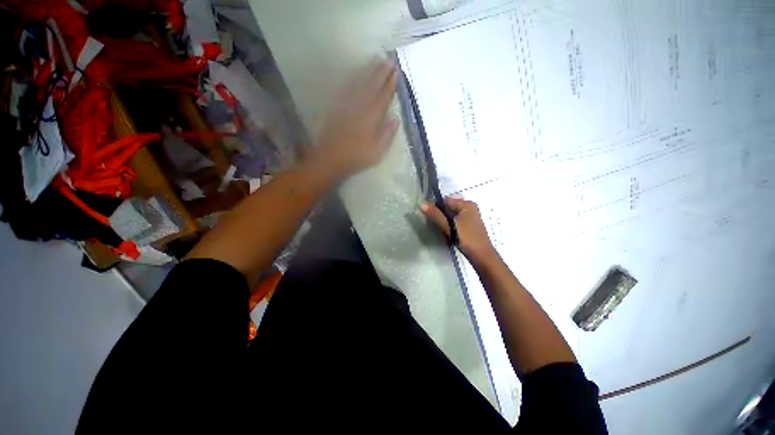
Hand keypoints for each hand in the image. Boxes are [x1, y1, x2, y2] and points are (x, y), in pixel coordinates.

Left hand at [313, 59, 398, 178]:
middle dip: (381, 72)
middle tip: (389, 59)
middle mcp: (360, 107)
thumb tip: (396, 119)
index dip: (390, 84)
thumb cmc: (357, 157)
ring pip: (359, 83)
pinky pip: (346, 89)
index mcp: (371, 118)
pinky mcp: (337, 107)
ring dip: (368, 71)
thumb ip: (387, 135)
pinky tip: (356, 74)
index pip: (383, 97)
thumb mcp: (377, 152)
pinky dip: (353, 79)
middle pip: (372, 86)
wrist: (331, 158)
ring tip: (376, 60)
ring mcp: (347, 105)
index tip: (396, 72)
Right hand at [421, 198, 497, 263]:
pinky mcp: (469, 225)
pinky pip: (456, 220)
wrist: (482, 256)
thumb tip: (421, 204)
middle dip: (440, 215)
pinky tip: (447, 231)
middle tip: (434, 224)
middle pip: (449, 207)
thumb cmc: (466, 238)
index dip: (435, 207)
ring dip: (444, 220)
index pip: (445, 201)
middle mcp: (470, 207)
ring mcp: (470, 217)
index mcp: (467, 204)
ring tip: (440, 228)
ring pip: (451, 215)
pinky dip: (450, 224)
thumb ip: (435, 215)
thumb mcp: (449, 226)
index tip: (429, 217)